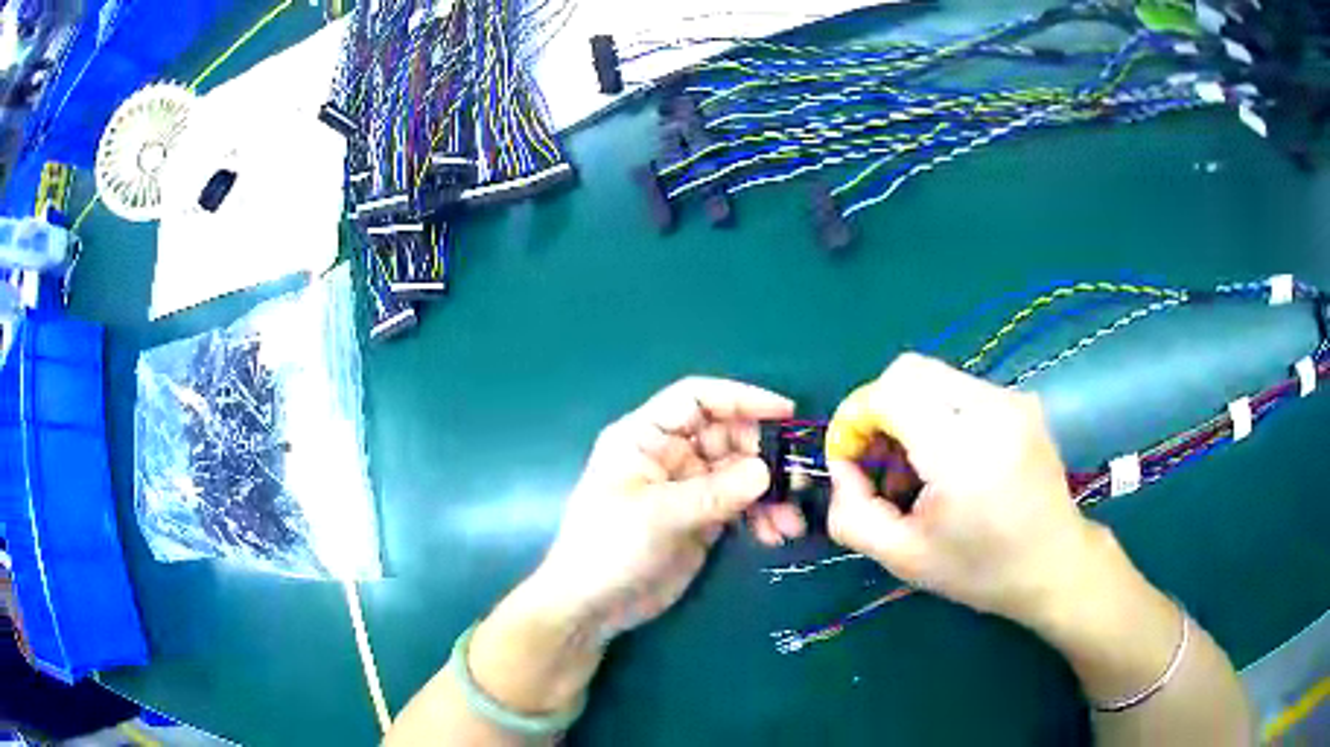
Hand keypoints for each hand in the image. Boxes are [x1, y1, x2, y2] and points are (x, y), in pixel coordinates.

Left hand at [532, 377, 802, 639]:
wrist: (592, 606)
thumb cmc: (609, 549)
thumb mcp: (658, 516)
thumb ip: (714, 493)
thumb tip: (767, 471)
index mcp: (644, 437)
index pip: (696, 399)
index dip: (740, 398)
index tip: (785, 412)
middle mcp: (669, 454)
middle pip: (727, 435)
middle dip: (764, 453)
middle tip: (798, 477)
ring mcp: (688, 487)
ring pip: (740, 472)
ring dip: (770, 492)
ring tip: (791, 521)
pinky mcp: (702, 518)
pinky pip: (741, 505)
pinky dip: (761, 515)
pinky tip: (776, 534)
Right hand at [823, 353, 1098, 625]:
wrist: (1054, 564)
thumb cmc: (980, 570)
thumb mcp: (904, 557)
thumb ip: (853, 514)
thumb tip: (841, 468)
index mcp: (962, 452)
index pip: (891, 393)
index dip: (857, 417)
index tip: (851, 456)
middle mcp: (991, 409)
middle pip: (909, 371)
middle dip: (880, 409)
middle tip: (879, 459)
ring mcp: (1012, 400)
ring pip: (933, 377)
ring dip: (909, 411)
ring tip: (915, 467)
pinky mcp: (1021, 401)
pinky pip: (960, 389)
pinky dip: (937, 412)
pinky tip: (947, 459)